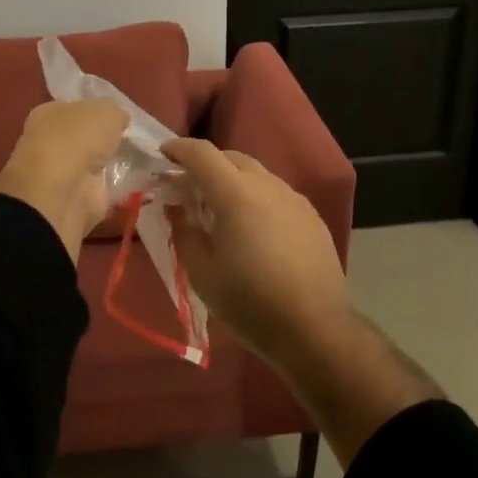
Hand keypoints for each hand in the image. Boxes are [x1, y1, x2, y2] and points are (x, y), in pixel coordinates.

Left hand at [0, 99, 128, 261]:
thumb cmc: (78, 138)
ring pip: (89, 165)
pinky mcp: (73, 200)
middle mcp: (48, 143)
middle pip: (81, 139)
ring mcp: (59, 175)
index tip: (118, 119)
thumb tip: (119, 119)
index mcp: (48, 114)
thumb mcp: (106, 110)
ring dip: (107, 166)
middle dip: (101, 141)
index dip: (95, 112)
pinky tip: (133, 184)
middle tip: (129, 141)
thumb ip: (114, 112)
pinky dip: (113, 189)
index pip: (73, 110)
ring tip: (136, 162)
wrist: (63, 190)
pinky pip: (99, 190)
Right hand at [160, 138, 350, 366]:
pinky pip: (276, 193)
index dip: (179, 149)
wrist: (314, 329)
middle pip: (232, 157)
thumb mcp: (201, 272)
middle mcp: (267, 186)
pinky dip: (256, 197)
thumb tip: (177, 208)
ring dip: (233, 180)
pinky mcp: (311, 216)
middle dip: (207, 163)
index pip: (202, 154)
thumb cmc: (249, 302)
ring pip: (257, 174)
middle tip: (188, 185)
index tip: (163, 154)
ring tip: (220, 208)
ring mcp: (294, 199)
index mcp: (236, 194)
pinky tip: (253, 227)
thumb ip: (184, 231)